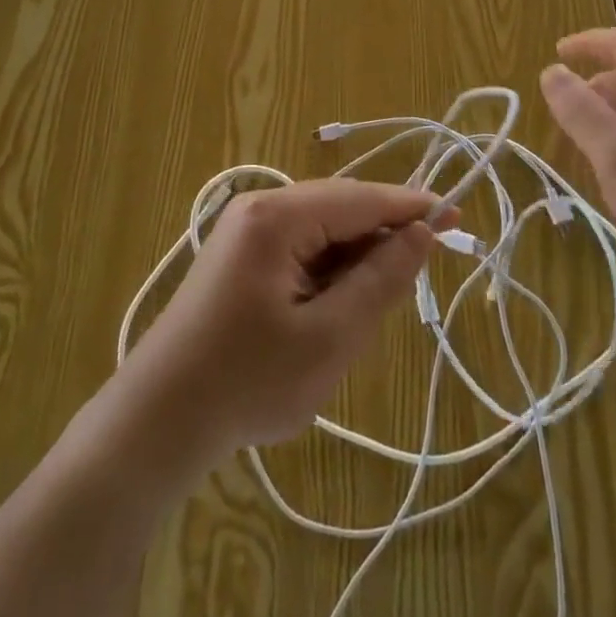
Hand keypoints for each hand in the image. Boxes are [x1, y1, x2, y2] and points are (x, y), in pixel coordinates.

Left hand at [120, 179, 447, 468]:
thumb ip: (380, 280)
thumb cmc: (247, 381)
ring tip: (373, 304)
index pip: (360, 198)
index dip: (411, 207)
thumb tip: (421, 233)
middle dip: (382, 236)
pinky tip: (337, 305)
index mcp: (279, 216)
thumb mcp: (329, 338)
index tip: (456, 216)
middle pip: (340, 208)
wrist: (159, 418)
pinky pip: (300, 245)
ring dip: (355, 258)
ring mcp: (245, 228)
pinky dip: (328, 269)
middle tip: (421, 272)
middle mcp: (260, 206)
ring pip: (322, 228)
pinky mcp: (240, 254)